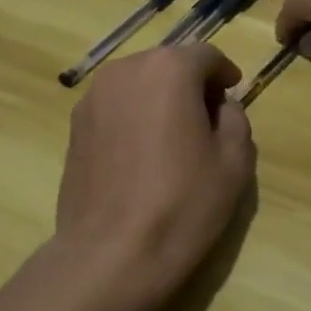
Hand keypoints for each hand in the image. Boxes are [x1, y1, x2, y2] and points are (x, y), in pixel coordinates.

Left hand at [54, 44, 256, 310]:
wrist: (109, 256)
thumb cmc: (182, 204)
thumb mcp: (234, 162)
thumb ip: (235, 118)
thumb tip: (220, 106)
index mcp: (169, 69)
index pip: (205, 55)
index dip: (224, 73)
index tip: (232, 95)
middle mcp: (126, 69)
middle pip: (168, 64)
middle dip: (190, 84)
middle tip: (206, 120)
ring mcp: (93, 96)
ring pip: (138, 83)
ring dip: (159, 98)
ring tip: (171, 138)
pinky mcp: (75, 125)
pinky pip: (115, 106)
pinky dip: (133, 116)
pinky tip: (141, 155)